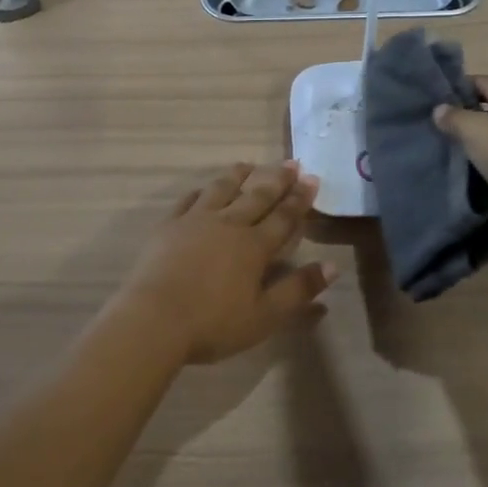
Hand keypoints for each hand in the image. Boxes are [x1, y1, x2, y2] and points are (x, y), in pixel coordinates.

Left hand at [111, 162, 337, 363]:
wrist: (154, 319)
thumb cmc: (213, 323)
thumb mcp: (264, 316)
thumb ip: (298, 290)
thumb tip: (333, 266)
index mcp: (254, 247)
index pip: (283, 217)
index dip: (299, 198)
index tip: (312, 179)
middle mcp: (229, 224)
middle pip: (257, 196)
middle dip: (277, 179)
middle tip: (292, 162)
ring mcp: (196, 221)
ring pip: (222, 189)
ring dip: (239, 175)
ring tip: (250, 164)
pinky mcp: (169, 226)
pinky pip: (189, 200)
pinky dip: (202, 191)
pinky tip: (205, 188)